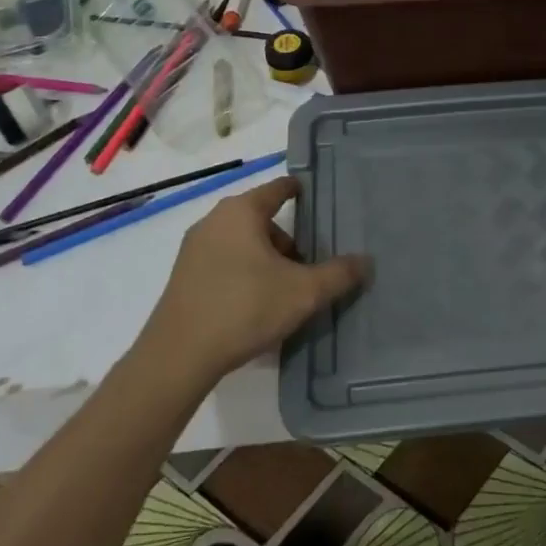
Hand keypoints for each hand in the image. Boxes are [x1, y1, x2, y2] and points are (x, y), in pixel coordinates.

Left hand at [138, 177, 367, 385]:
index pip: (277, 188)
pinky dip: (243, 272)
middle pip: (260, 219)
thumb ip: (338, 274)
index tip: (313, 196)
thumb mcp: (303, 292)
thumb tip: (366, 261)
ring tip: (282, 291)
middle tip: (306, 266)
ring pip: (241, 242)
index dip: (298, 190)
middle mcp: (214, 220)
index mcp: (241, 211)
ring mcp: (194, 249)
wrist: (178, 356)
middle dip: (286, 240)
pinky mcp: (183, 276)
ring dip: (264, 259)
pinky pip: (223, 262)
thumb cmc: (245, 308)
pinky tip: (254, 304)